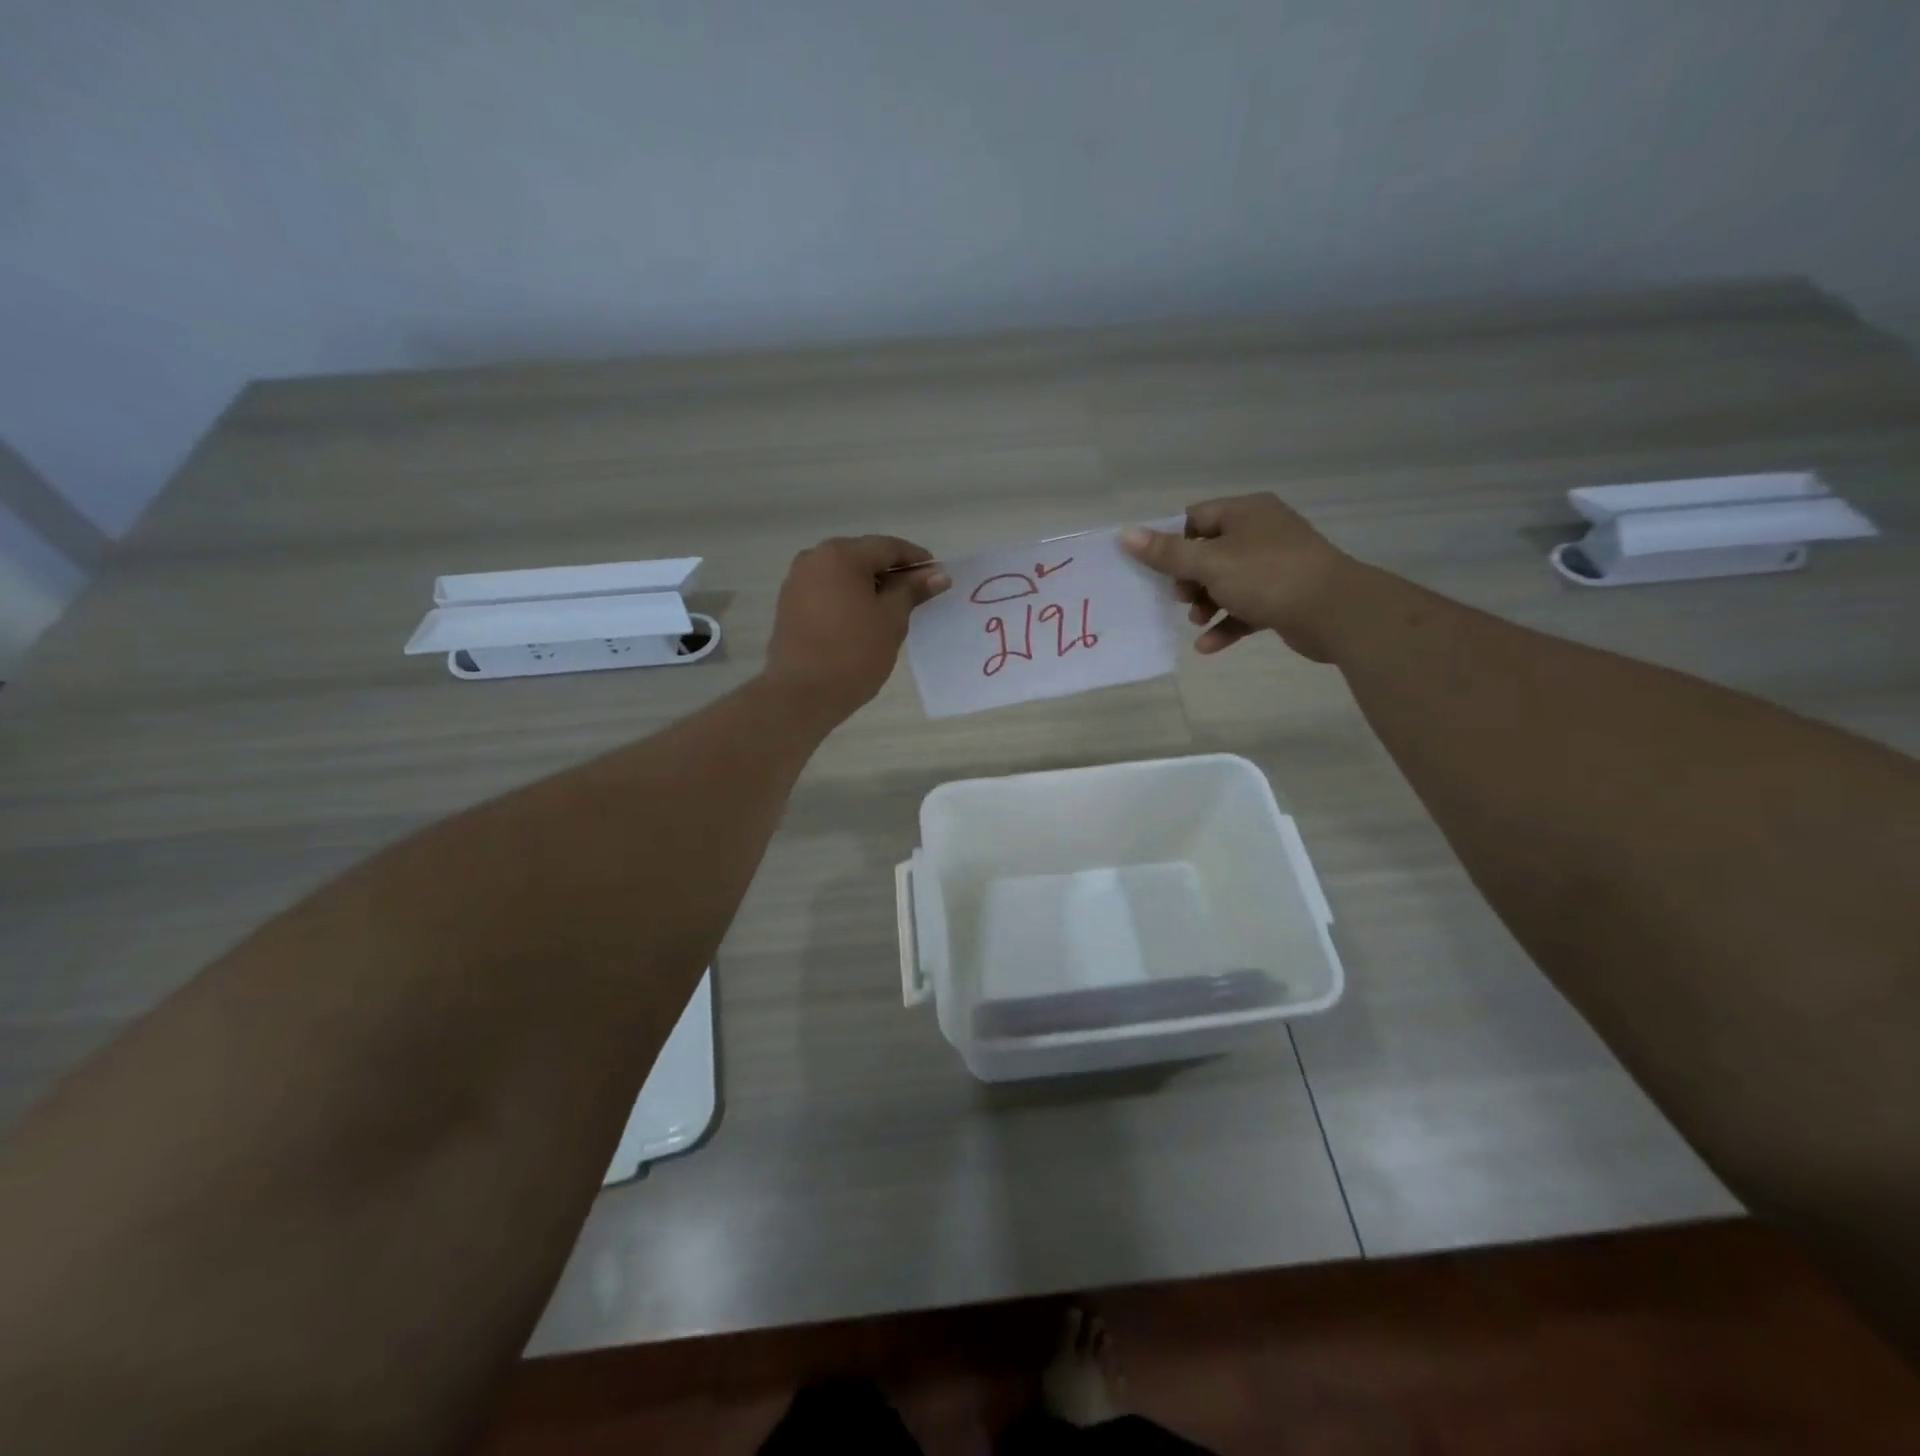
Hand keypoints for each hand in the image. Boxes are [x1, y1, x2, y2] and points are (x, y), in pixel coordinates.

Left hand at [765, 535, 949, 719]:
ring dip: (871, 586)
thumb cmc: (854, 653)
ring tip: (894, 609)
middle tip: (919, 594)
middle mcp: (814, 558)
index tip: (938, 575)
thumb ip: (913, 590)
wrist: (801, 694)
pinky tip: (865, 619)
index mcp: (840, 554)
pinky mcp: (790, 606)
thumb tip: (938, 574)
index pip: (888, 547)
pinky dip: (850, 598)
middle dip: (892, 573)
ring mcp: (797, 582)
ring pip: (844, 575)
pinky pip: (828, 591)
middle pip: (863, 557)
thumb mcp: (892, 619)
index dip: (916, 559)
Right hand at [1121, 494, 1354, 660]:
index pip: (1195, 518)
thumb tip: (1126, 534)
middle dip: (1188, 579)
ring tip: (1195, 621)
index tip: (1155, 568)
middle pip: (1209, 552)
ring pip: (1227, 582)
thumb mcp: (1210, 563)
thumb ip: (1166, 553)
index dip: (1171, 542)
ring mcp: (1276, 566)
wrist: (1335, 611)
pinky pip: (1246, 608)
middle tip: (1180, 598)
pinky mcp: (1284, 597)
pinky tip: (1208, 646)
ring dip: (1206, 604)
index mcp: (1246, 512)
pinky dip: (1226, 624)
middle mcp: (1262, 533)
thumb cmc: (1267, 576)